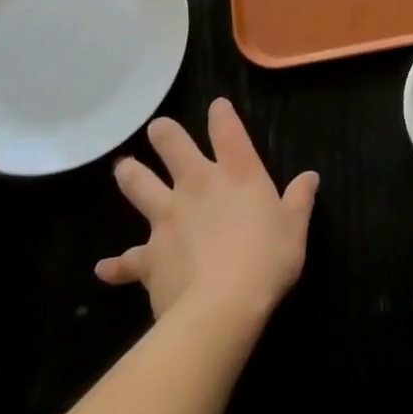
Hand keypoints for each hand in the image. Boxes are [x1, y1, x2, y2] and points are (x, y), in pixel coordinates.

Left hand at [95, 99, 317, 329]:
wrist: (221, 307)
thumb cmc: (266, 259)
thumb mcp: (295, 227)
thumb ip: (300, 199)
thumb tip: (310, 177)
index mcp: (237, 173)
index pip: (227, 131)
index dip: (221, 114)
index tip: (216, 106)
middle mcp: (197, 185)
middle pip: (173, 147)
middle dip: (165, 134)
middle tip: (157, 128)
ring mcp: (167, 218)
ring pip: (140, 186)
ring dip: (130, 175)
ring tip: (122, 167)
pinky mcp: (149, 256)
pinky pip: (127, 260)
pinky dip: (116, 265)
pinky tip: (103, 268)